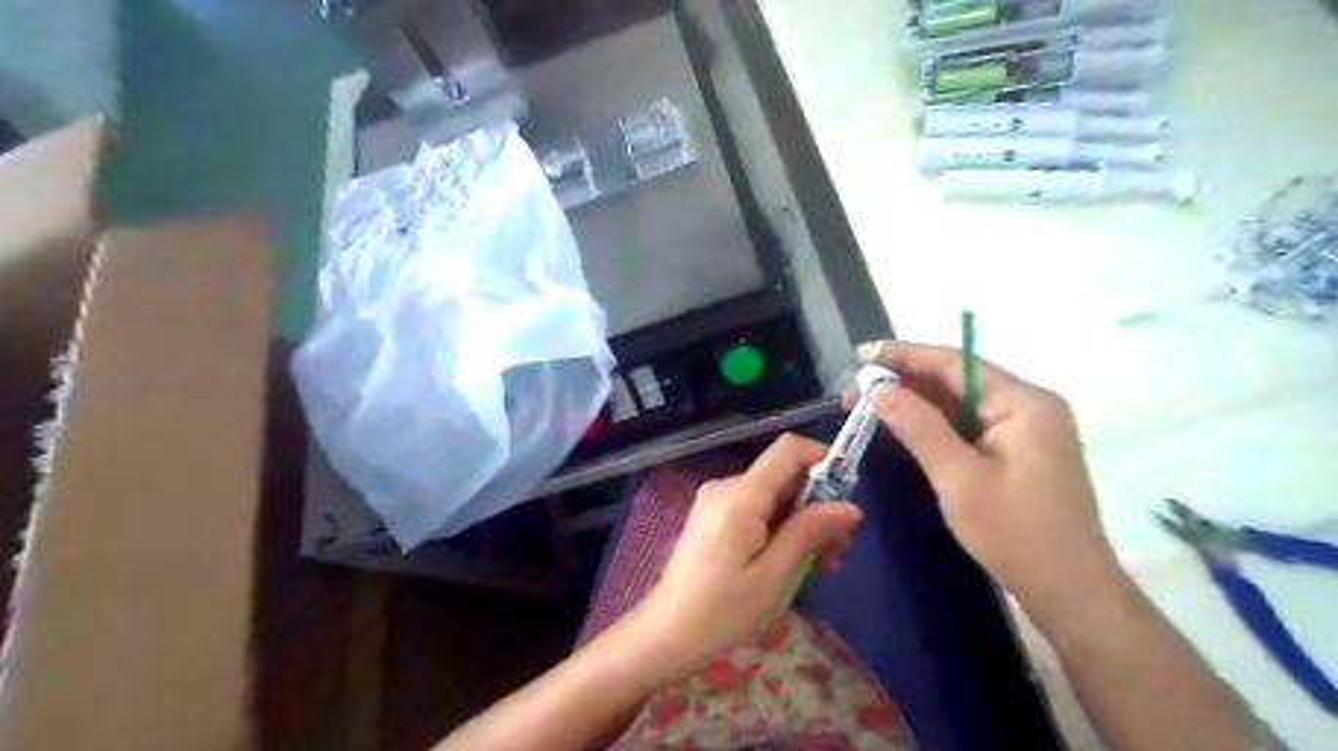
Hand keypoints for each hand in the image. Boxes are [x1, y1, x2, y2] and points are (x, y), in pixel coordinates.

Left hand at [635, 437, 857, 671]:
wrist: (667, 633)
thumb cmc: (721, 610)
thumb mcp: (774, 576)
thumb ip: (809, 533)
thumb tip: (850, 506)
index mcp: (741, 495)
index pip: (789, 449)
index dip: (824, 460)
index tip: (847, 495)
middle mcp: (727, 487)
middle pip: (785, 476)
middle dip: (817, 505)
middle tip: (839, 549)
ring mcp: (718, 501)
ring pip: (774, 496)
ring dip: (802, 523)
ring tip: (822, 565)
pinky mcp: (714, 516)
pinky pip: (757, 510)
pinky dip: (780, 529)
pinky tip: (794, 563)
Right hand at [856, 343, 1126, 630]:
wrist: (1071, 593)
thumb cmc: (1016, 535)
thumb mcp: (959, 479)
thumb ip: (919, 427)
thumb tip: (880, 389)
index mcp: (1024, 403)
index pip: (955, 364)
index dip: (906, 356)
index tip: (862, 354)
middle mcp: (1027, 406)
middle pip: (957, 381)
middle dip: (905, 383)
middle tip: (855, 393)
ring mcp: (1025, 430)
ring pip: (960, 405)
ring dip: (915, 405)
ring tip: (868, 408)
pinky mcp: (1017, 453)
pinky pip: (968, 427)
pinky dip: (933, 426)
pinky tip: (901, 428)